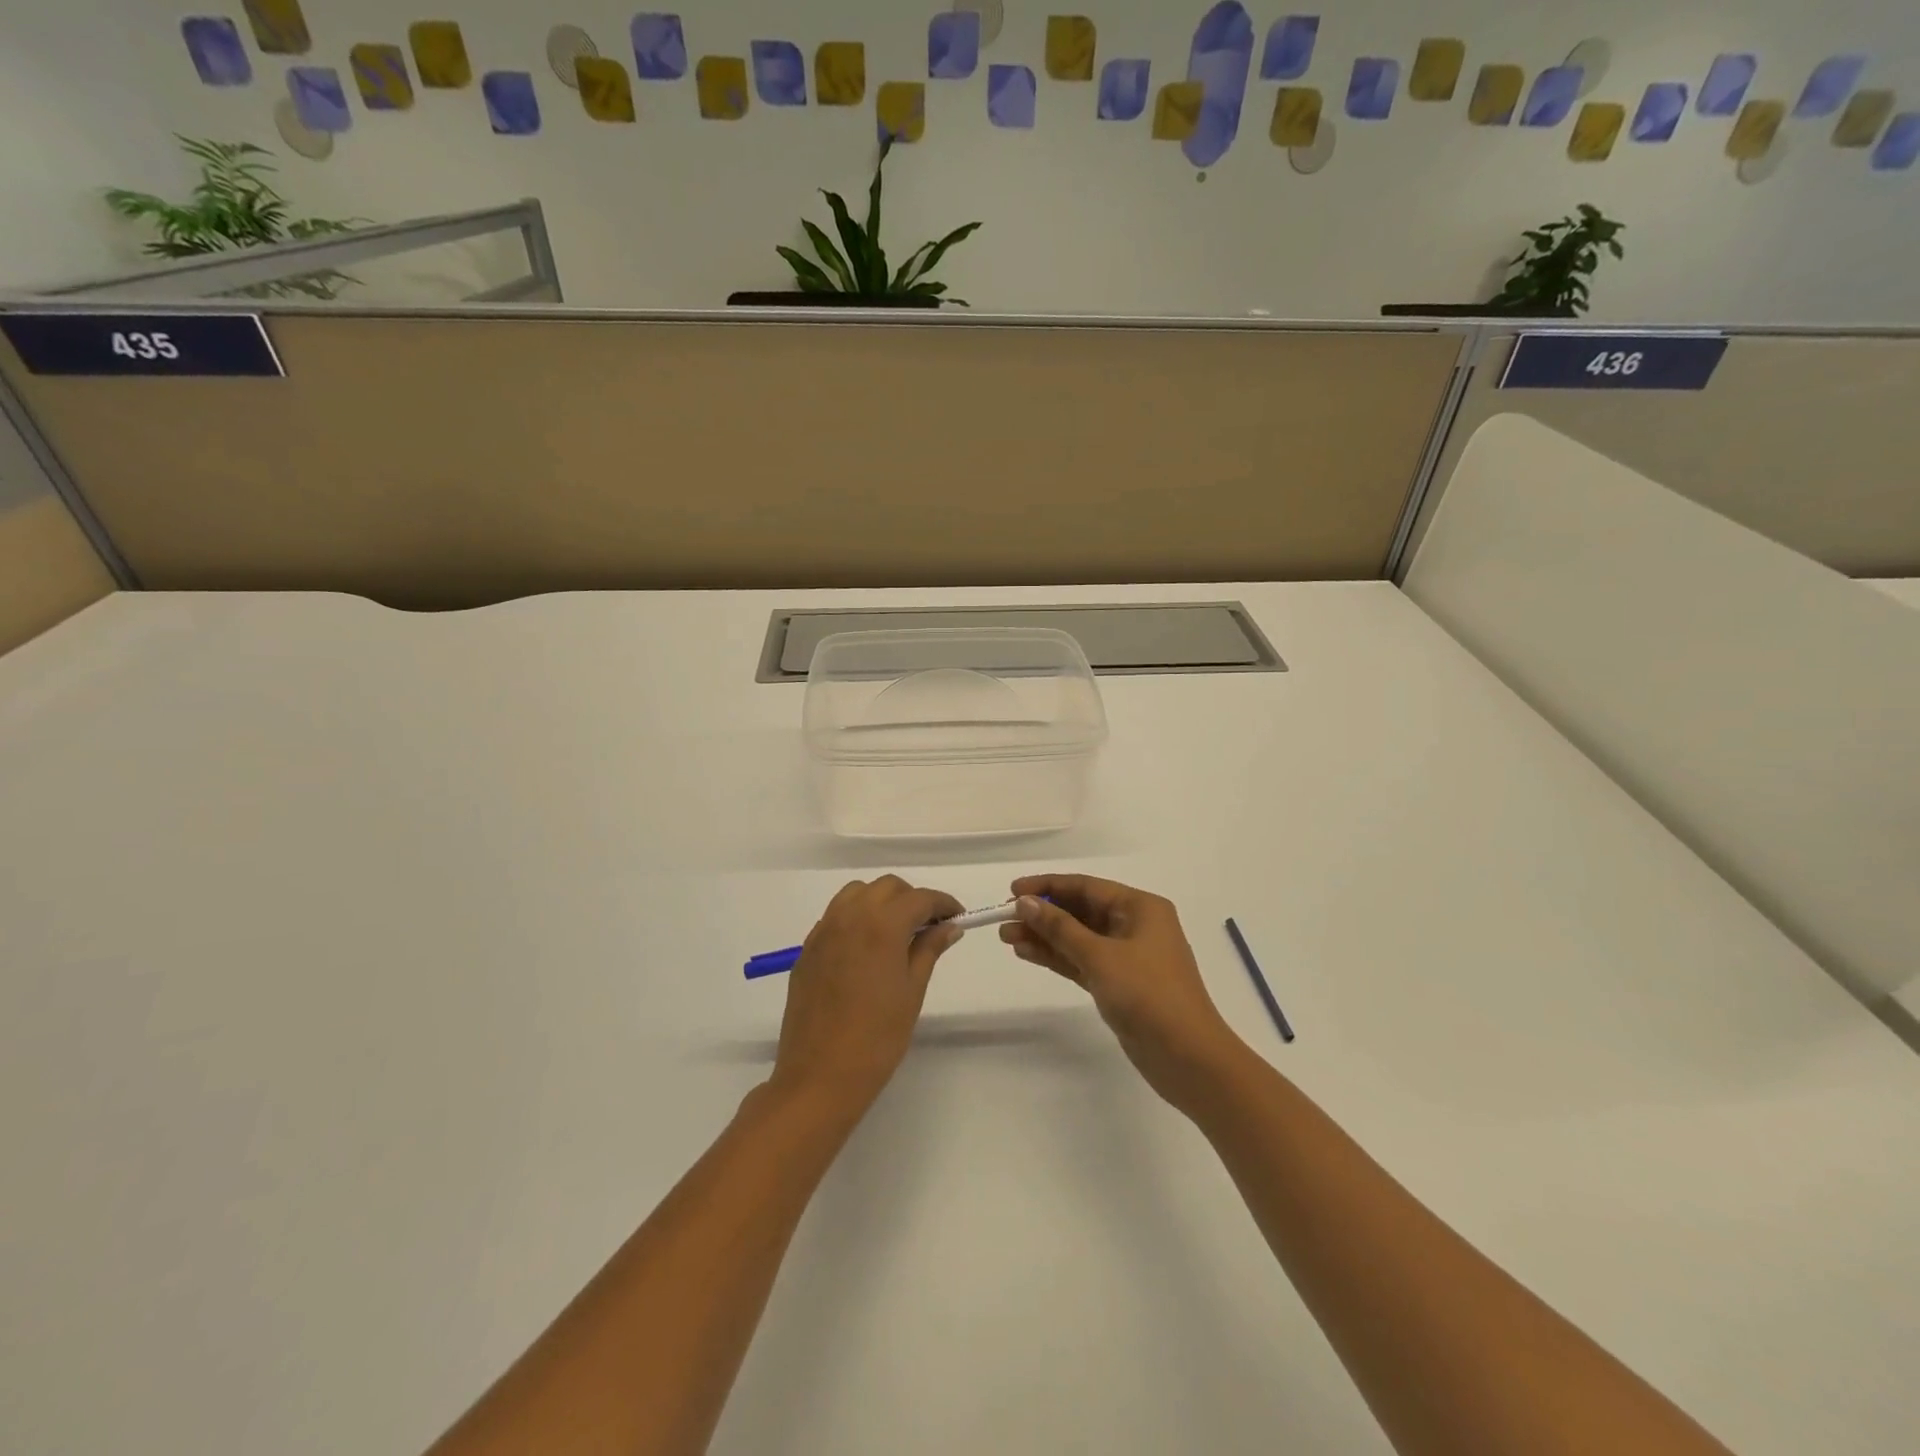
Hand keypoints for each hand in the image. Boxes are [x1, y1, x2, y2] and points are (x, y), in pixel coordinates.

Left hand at [771, 876, 963, 1114]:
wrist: (819, 1076)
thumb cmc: (877, 1038)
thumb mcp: (912, 991)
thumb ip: (929, 949)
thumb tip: (949, 926)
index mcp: (881, 925)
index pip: (919, 898)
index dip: (943, 903)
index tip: (957, 917)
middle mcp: (850, 917)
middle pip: (887, 888)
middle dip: (912, 899)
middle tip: (929, 926)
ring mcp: (824, 931)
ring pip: (857, 894)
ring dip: (881, 902)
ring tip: (897, 932)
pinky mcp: (807, 949)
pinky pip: (835, 916)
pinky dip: (856, 917)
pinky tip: (866, 948)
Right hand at [1000, 874, 1244, 1109]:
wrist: (1188, 1058)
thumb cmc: (1148, 995)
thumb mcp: (1100, 956)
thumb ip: (1060, 928)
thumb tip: (1026, 902)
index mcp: (1140, 908)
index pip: (1086, 886)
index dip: (1047, 886)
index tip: (1012, 891)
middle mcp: (1135, 926)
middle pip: (1080, 911)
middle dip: (1042, 914)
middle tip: (1004, 920)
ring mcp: (1127, 957)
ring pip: (1078, 938)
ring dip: (1045, 937)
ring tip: (1007, 938)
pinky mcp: (1119, 985)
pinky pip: (1082, 961)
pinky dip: (1057, 958)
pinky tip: (1028, 954)